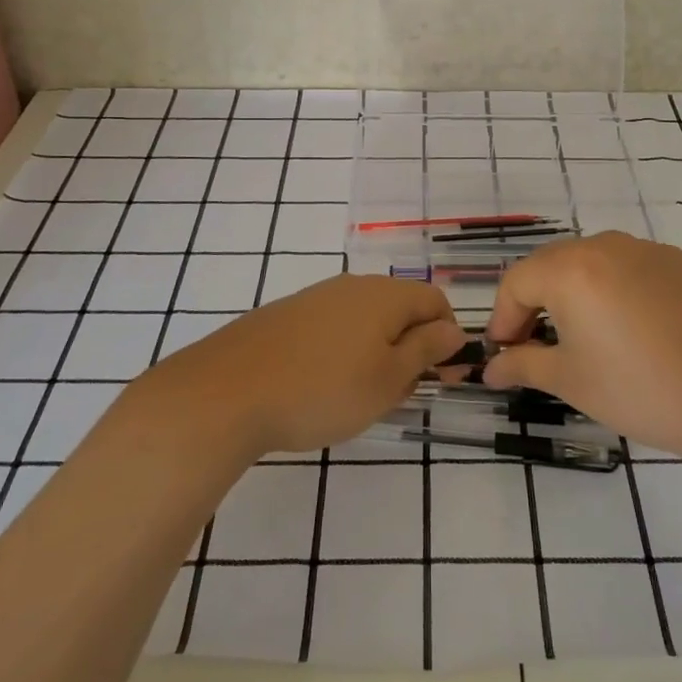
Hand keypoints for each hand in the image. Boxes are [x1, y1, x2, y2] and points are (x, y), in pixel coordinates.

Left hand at [122, 274, 465, 458]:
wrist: (227, 391)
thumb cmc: (321, 390)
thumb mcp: (387, 379)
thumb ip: (426, 350)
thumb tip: (453, 329)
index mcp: (385, 295)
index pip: (435, 301)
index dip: (448, 337)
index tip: (443, 378)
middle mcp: (353, 285)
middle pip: (401, 308)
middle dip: (412, 348)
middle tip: (400, 395)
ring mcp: (316, 298)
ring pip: (366, 319)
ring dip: (378, 352)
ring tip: (362, 396)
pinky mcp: (288, 315)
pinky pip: (334, 327)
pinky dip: (344, 352)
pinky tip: (324, 386)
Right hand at [481, 232, 681, 463]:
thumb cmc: (637, 389)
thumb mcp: (570, 380)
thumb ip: (522, 365)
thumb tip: (490, 368)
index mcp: (570, 270)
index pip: (517, 283)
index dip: (502, 318)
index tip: (503, 354)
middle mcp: (603, 245)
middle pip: (549, 265)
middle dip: (532, 302)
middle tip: (532, 346)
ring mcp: (643, 249)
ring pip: (588, 261)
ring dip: (570, 291)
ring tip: (577, 334)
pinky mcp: (675, 261)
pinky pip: (625, 265)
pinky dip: (609, 287)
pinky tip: (624, 326)